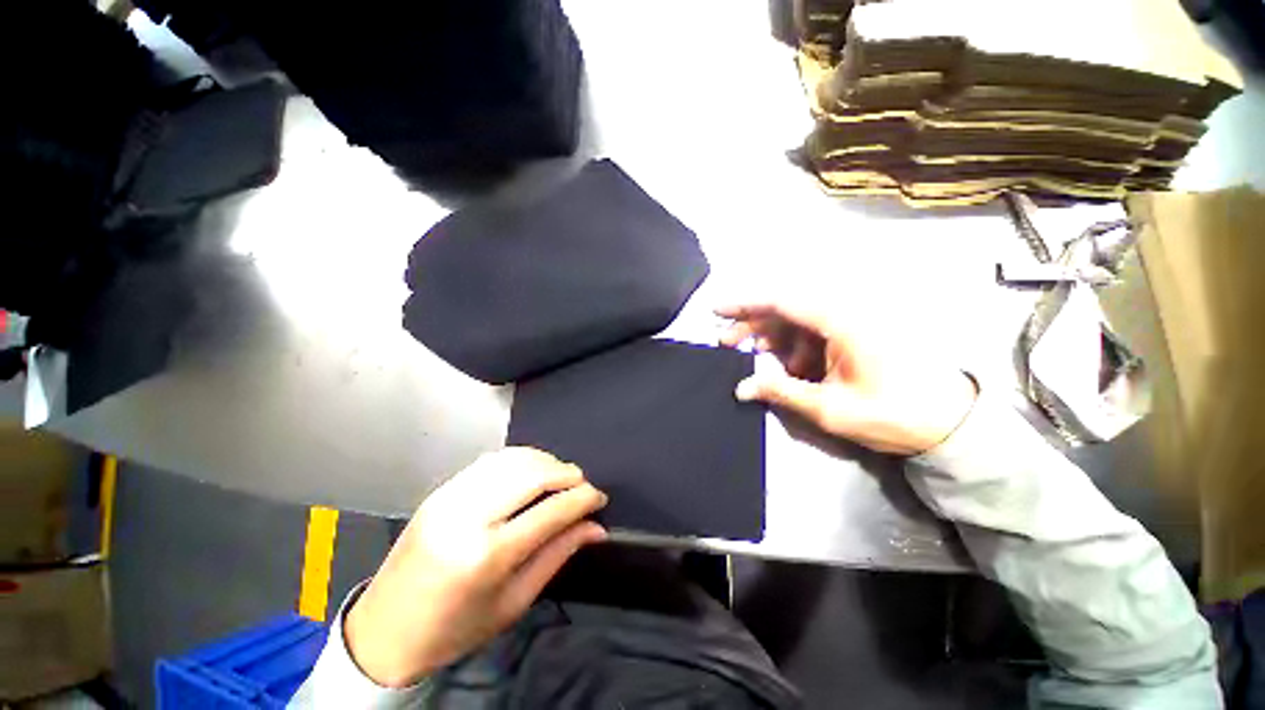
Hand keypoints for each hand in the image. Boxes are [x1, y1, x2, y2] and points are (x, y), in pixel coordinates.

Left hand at [345, 448, 607, 686]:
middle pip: (534, 474)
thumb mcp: (514, 602)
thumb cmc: (454, 629)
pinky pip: (492, 461)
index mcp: (486, 556)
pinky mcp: (442, 489)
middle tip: (584, 486)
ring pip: (514, 459)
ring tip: (562, 477)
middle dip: (568, 474)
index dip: (583, 499)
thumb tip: (595, 528)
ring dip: (547, 462)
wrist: (384, 631)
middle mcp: (468, 516)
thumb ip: (558, 555)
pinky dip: (521, 459)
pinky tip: (532, 472)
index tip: (599, 498)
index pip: (551, 511)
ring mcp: (451, 497)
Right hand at [717, 300, 976, 454]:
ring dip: (770, 335)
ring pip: (796, 319)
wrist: (949, 421)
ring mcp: (851, 322)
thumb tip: (741, 388)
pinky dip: (792, 345)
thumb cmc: (894, 415)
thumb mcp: (830, 409)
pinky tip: (786, 366)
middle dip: (752, 323)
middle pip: (785, 308)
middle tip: (726, 343)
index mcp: (844, 322)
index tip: (717, 310)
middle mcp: (846, 313)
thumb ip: (781, 392)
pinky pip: (812, 331)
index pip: (783, 301)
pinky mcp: (854, 332)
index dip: (746, 304)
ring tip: (751, 355)